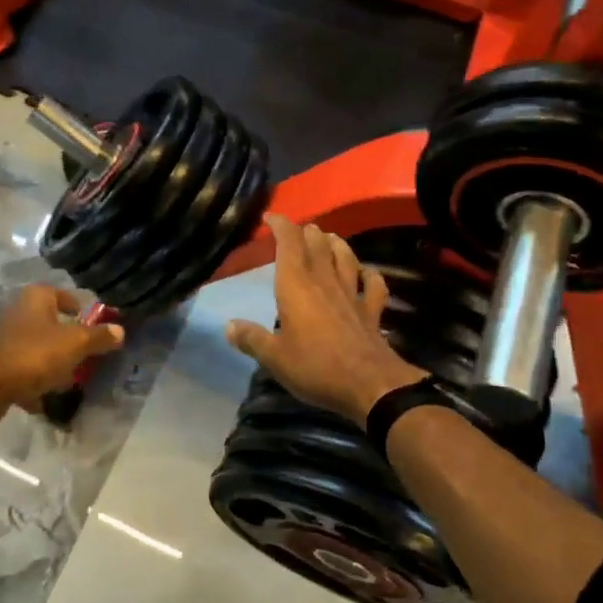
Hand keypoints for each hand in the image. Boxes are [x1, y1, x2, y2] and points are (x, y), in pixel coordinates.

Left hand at [0, 284, 124, 409]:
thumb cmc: (35, 354)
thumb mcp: (75, 344)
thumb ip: (98, 337)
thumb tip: (120, 330)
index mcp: (36, 297)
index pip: (62, 295)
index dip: (78, 308)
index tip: (92, 325)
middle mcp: (19, 312)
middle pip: (50, 323)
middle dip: (67, 339)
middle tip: (86, 355)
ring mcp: (5, 339)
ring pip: (37, 348)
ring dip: (51, 363)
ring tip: (69, 380)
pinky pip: (23, 371)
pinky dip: (34, 383)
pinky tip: (45, 399)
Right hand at [225, 216, 426, 425]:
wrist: (370, 385)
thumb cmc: (316, 367)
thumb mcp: (274, 358)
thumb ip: (251, 339)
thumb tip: (229, 326)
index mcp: (296, 286)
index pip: (289, 243)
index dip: (281, 226)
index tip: (271, 217)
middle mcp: (324, 282)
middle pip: (318, 246)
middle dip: (307, 232)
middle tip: (300, 229)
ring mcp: (352, 295)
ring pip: (346, 258)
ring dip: (337, 245)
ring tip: (330, 237)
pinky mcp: (372, 311)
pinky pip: (374, 285)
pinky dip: (370, 275)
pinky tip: (368, 273)